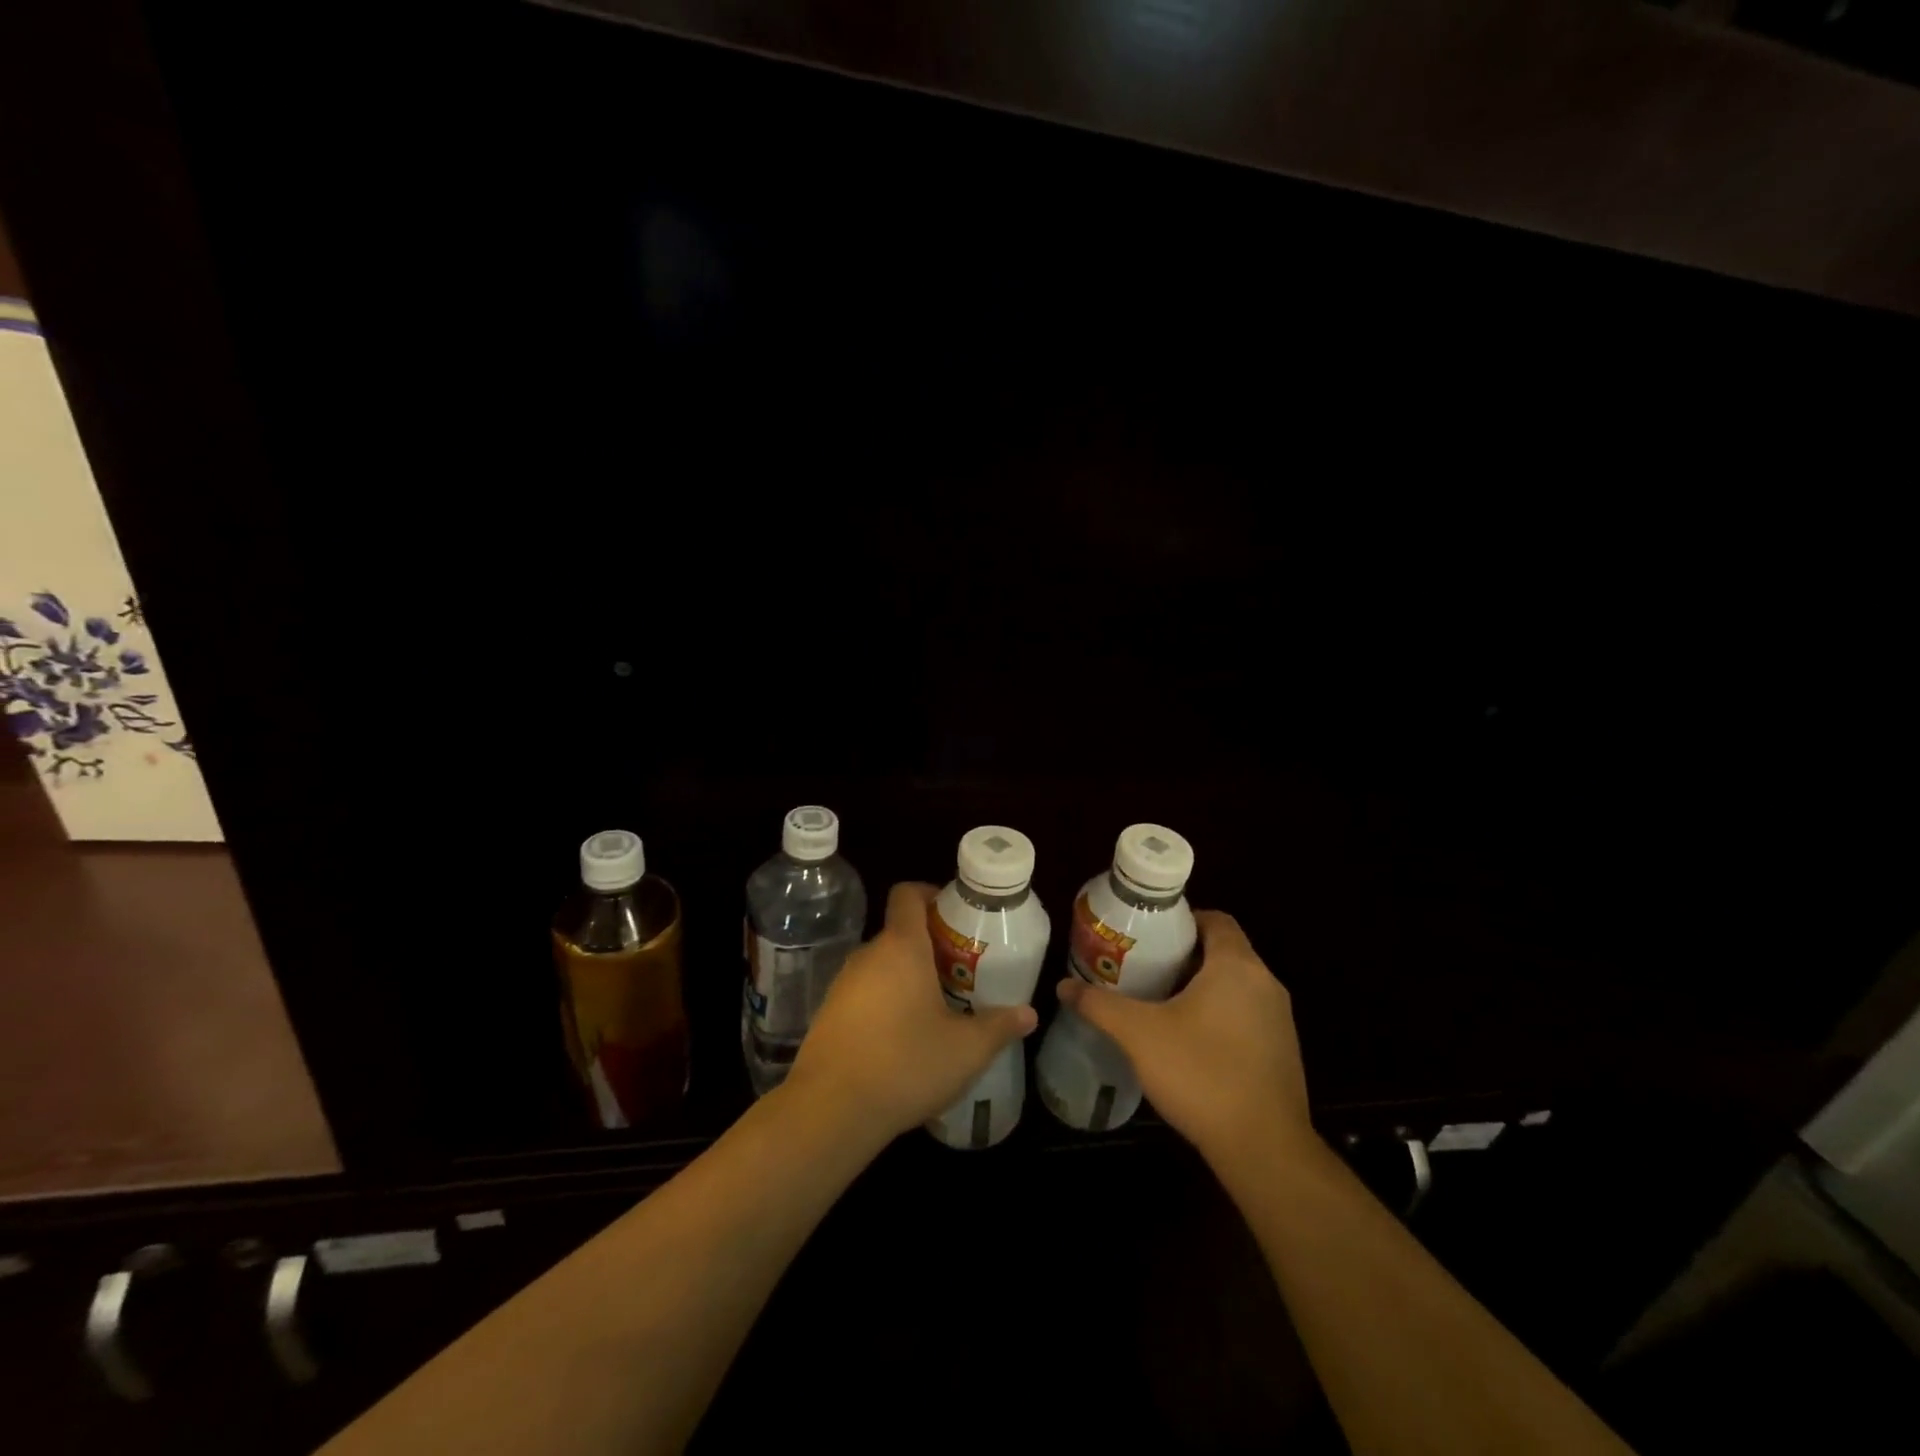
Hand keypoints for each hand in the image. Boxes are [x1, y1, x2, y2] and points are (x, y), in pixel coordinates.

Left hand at [785, 882, 1037, 1144]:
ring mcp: (842, 984)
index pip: (908, 894)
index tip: (957, 917)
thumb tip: (1028, 1014)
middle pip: (900, 932)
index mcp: (901, 947)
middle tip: (962, 974)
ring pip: (882, 965)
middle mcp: (867, 955)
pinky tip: (904, 1039)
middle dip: (931, 947)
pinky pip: (865, 993)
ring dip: (908, 977)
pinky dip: (886, 1002)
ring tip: (938, 1009)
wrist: (829, 1111)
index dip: (931, 894)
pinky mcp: (829, 1014)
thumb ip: (999, 1026)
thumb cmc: (905, 1065)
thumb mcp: (966, 1050)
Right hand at [1057, 910, 1311, 1168]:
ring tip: (1159, 1002)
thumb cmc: (1201, 1073)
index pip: (1215, 919)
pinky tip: (1188, 1042)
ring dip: (1201, 988)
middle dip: (1184, 956)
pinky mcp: (1283, 1053)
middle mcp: (1265, 984)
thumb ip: (1099, 1005)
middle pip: (1223, 952)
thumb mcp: (1139, 1035)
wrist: (1264, 1149)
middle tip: (1143, 967)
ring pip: (1235, 986)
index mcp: (1237, 966)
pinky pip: (1246, 1016)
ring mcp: (1280, 1020)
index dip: (1182, 920)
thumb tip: (1064, 986)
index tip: (1149, 935)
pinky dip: (1219, 1016)